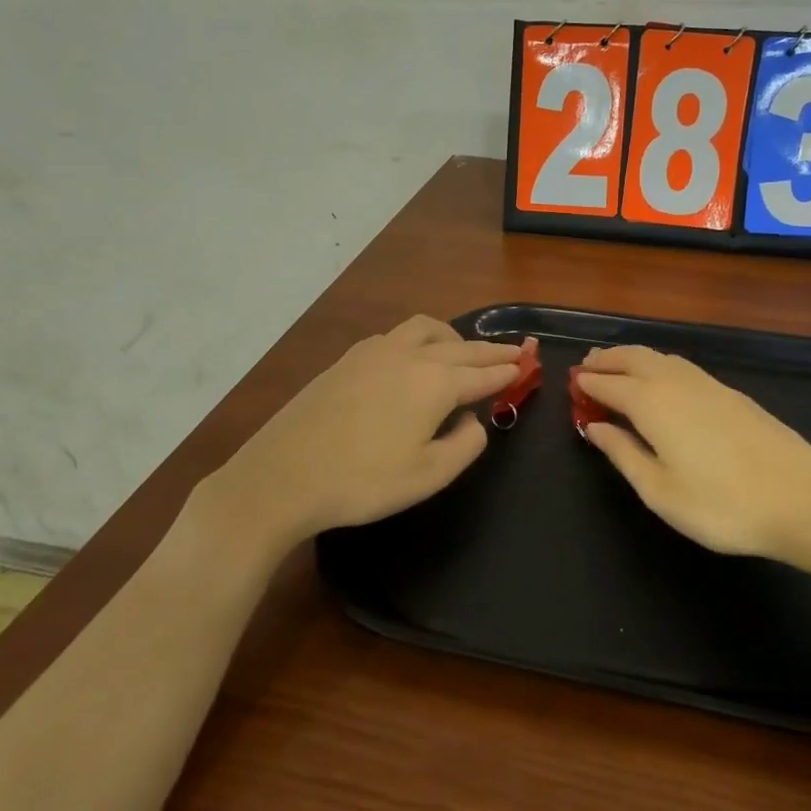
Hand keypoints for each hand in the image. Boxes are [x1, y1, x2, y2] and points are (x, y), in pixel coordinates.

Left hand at [198, 315, 522, 557]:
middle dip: (490, 350)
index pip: (483, 373)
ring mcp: (374, 352)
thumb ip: (465, 444)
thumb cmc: (362, 481)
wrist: (283, 476)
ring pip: (426, 329)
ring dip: (453, 337)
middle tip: (513, 351)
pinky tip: (413, 356)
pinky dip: (421, 339)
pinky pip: (397, 335)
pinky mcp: (347, 359)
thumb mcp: (429, 475)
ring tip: (463, 349)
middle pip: (461, 347)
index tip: (527, 364)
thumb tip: (474, 420)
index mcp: (435, 383)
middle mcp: (410, 356)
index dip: (508, 370)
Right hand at [575, 345, 810, 569]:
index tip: (571, 386)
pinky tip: (662, 380)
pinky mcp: (731, 393)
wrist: (803, 499)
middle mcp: (676, 382)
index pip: (608, 384)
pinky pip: (682, 366)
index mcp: (651, 403)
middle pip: (633, 358)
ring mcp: (708, 384)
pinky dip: (658, 365)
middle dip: (607, 360)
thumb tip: (595, 428)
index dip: (587, 384)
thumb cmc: (721, 504)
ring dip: (633, 357)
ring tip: (617, 367)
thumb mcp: (659, 491)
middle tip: (587, 367)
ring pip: (660, 357)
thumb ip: (623, 454)